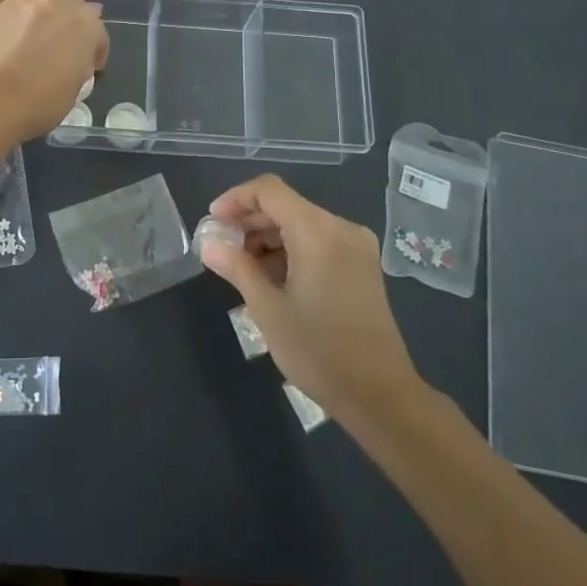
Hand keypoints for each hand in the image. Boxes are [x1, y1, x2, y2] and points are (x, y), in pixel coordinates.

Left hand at [0, 0, 107, 139]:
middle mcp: (58, 6)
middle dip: (71, 14)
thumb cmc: (40, 106)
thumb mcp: (74, 91)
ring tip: (34, 4)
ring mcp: (23, 1)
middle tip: (59, 36)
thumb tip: (76, 60)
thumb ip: (79, 66)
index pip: (99, 31)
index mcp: (85, 28)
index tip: (87, 64)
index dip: (95, 49)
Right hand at [199, 175, 422, 424]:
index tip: (213, 222)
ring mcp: (356, 246)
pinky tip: (272, 278)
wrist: (378, 394)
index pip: (269, 191)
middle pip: (286, 205)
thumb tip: (208, 244)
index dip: (236, 199)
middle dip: (250, 221)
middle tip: (222, 248)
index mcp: (318, 231)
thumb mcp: (267, 308)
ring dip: (269, 237)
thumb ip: (236, 267)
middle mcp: (341, 228)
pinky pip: (319, 241)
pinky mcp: (362, 265)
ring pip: (302, 223)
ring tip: (243, 268)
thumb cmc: (317, 350)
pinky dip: (291, 249)